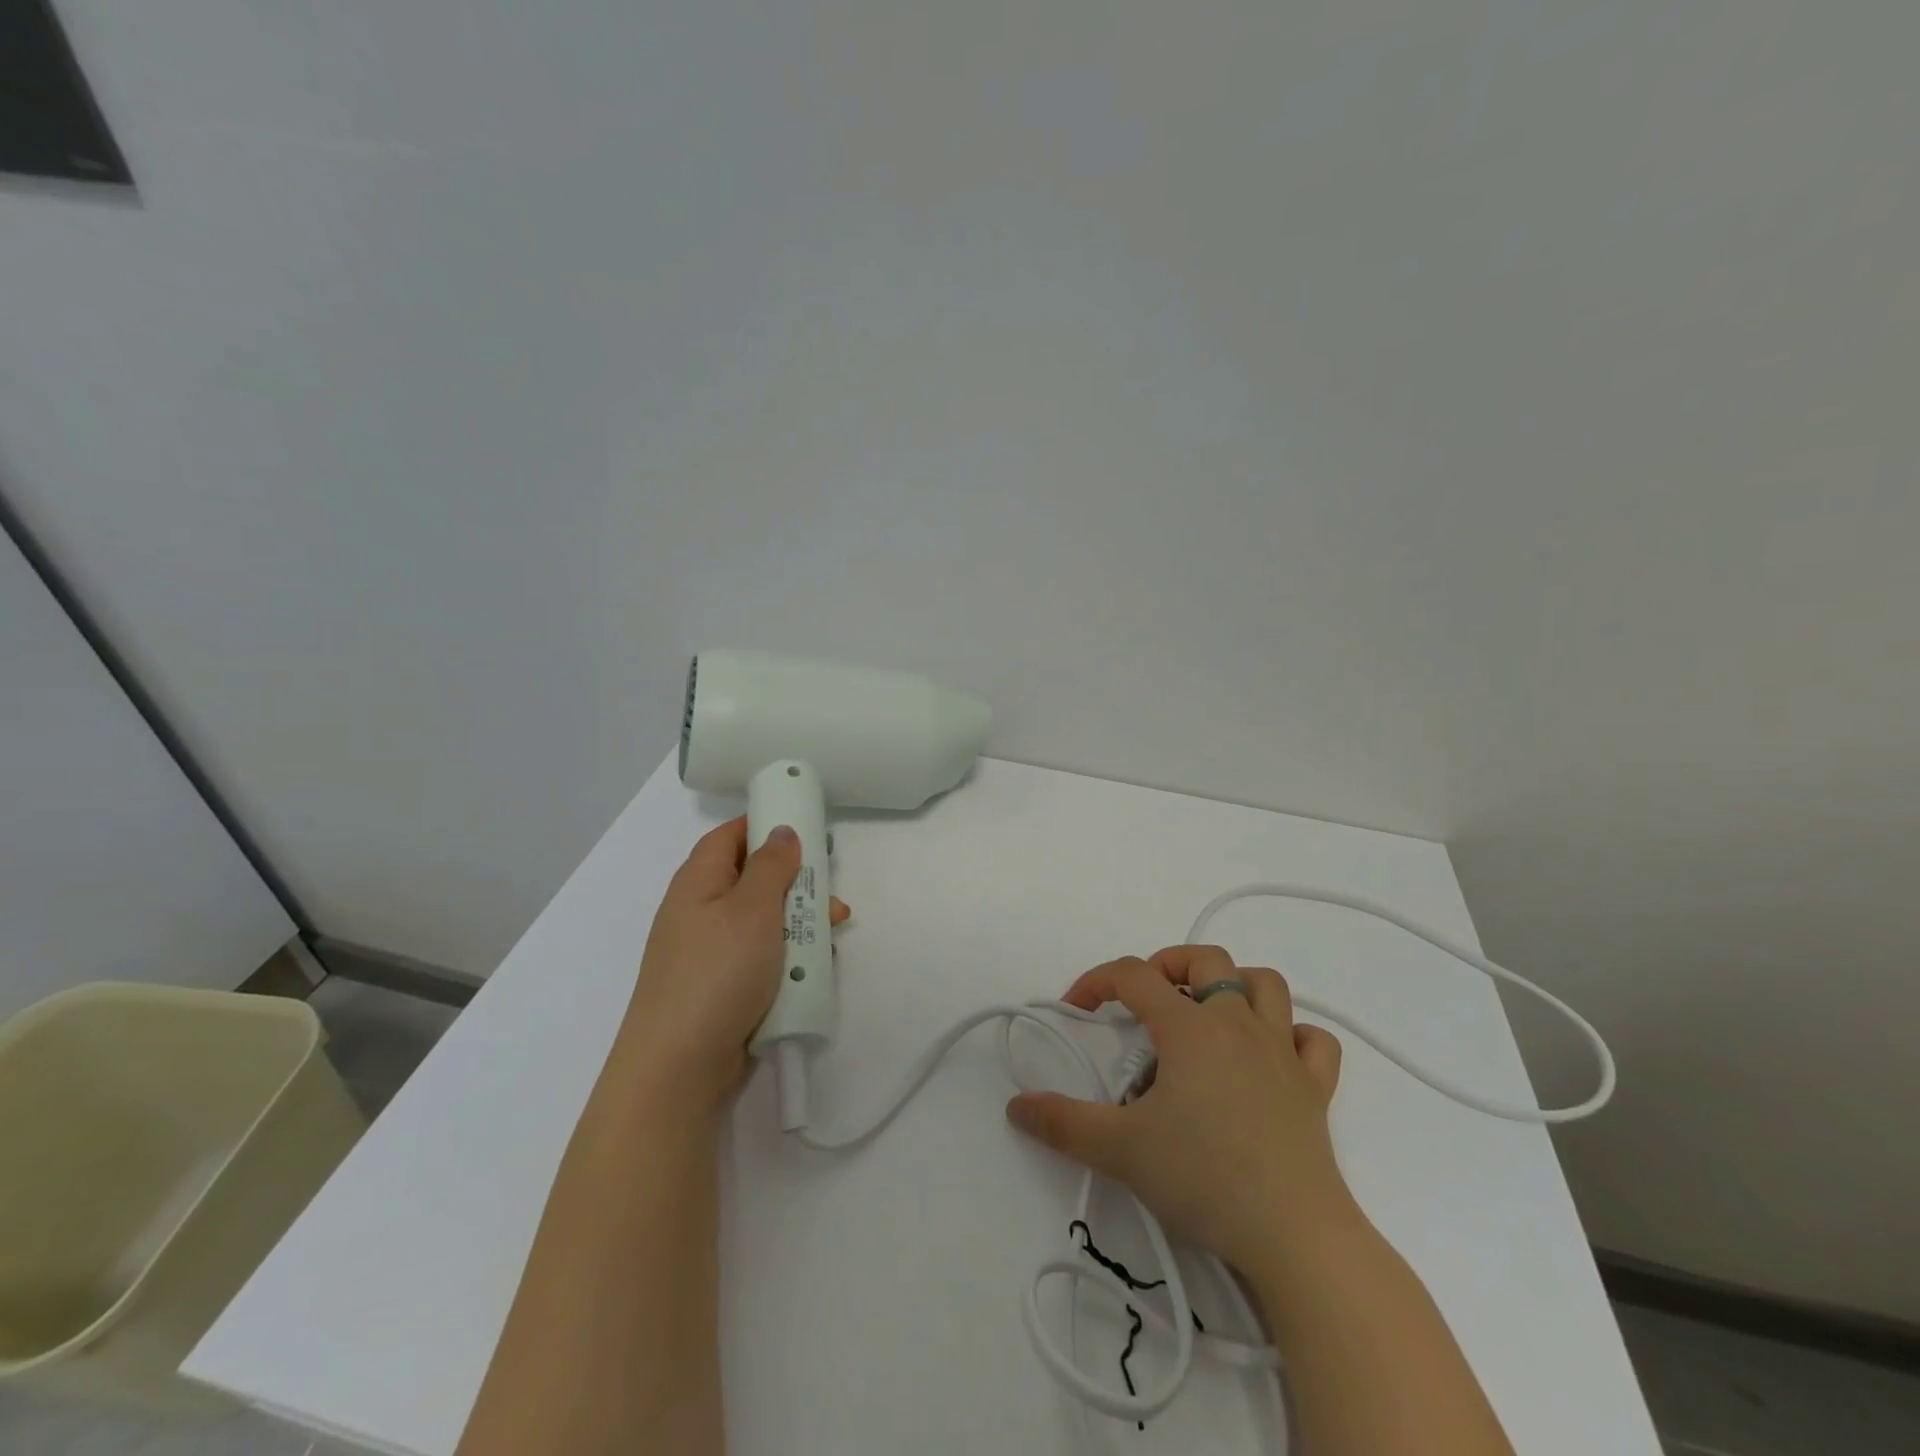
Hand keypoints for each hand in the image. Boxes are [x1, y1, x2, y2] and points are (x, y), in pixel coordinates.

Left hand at [620, 818, 847, 1110]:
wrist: (680, 1068)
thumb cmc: (717, 973)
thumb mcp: (751, 908)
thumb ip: (771, 865)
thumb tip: (781, 831)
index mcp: (698, 882)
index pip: (730, 836)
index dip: (765, 824)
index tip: (807, 827)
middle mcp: (702, 912)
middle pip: (754, 879)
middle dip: (796, 881)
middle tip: (829, 886)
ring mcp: (713, 953)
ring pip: (765, 921)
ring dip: (801, 921)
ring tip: (834, 928)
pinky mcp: (727, 987)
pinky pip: (764, 958)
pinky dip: (790, 957)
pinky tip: (815, 966)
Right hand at [1006, 946, 1353, 1281]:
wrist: (1295, 1237)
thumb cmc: (1204, 1178)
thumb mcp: (1120, 1150)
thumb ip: (1062, 1123)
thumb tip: (1016, 1105)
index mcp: (1189, 1027)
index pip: (1134, 975)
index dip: (1097, 981)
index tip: (1076, 1010)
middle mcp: (1238, 1024)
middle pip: (1207, 959)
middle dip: (1169, 965)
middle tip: (1147, 1001)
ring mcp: (1283, 1053)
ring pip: (1267, 984)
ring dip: (1235, 984)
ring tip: (1208, 1012)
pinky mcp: (1316, 1089)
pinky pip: (1314, 1041)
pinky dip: (1293, 1035)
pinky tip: (1272, 1056)